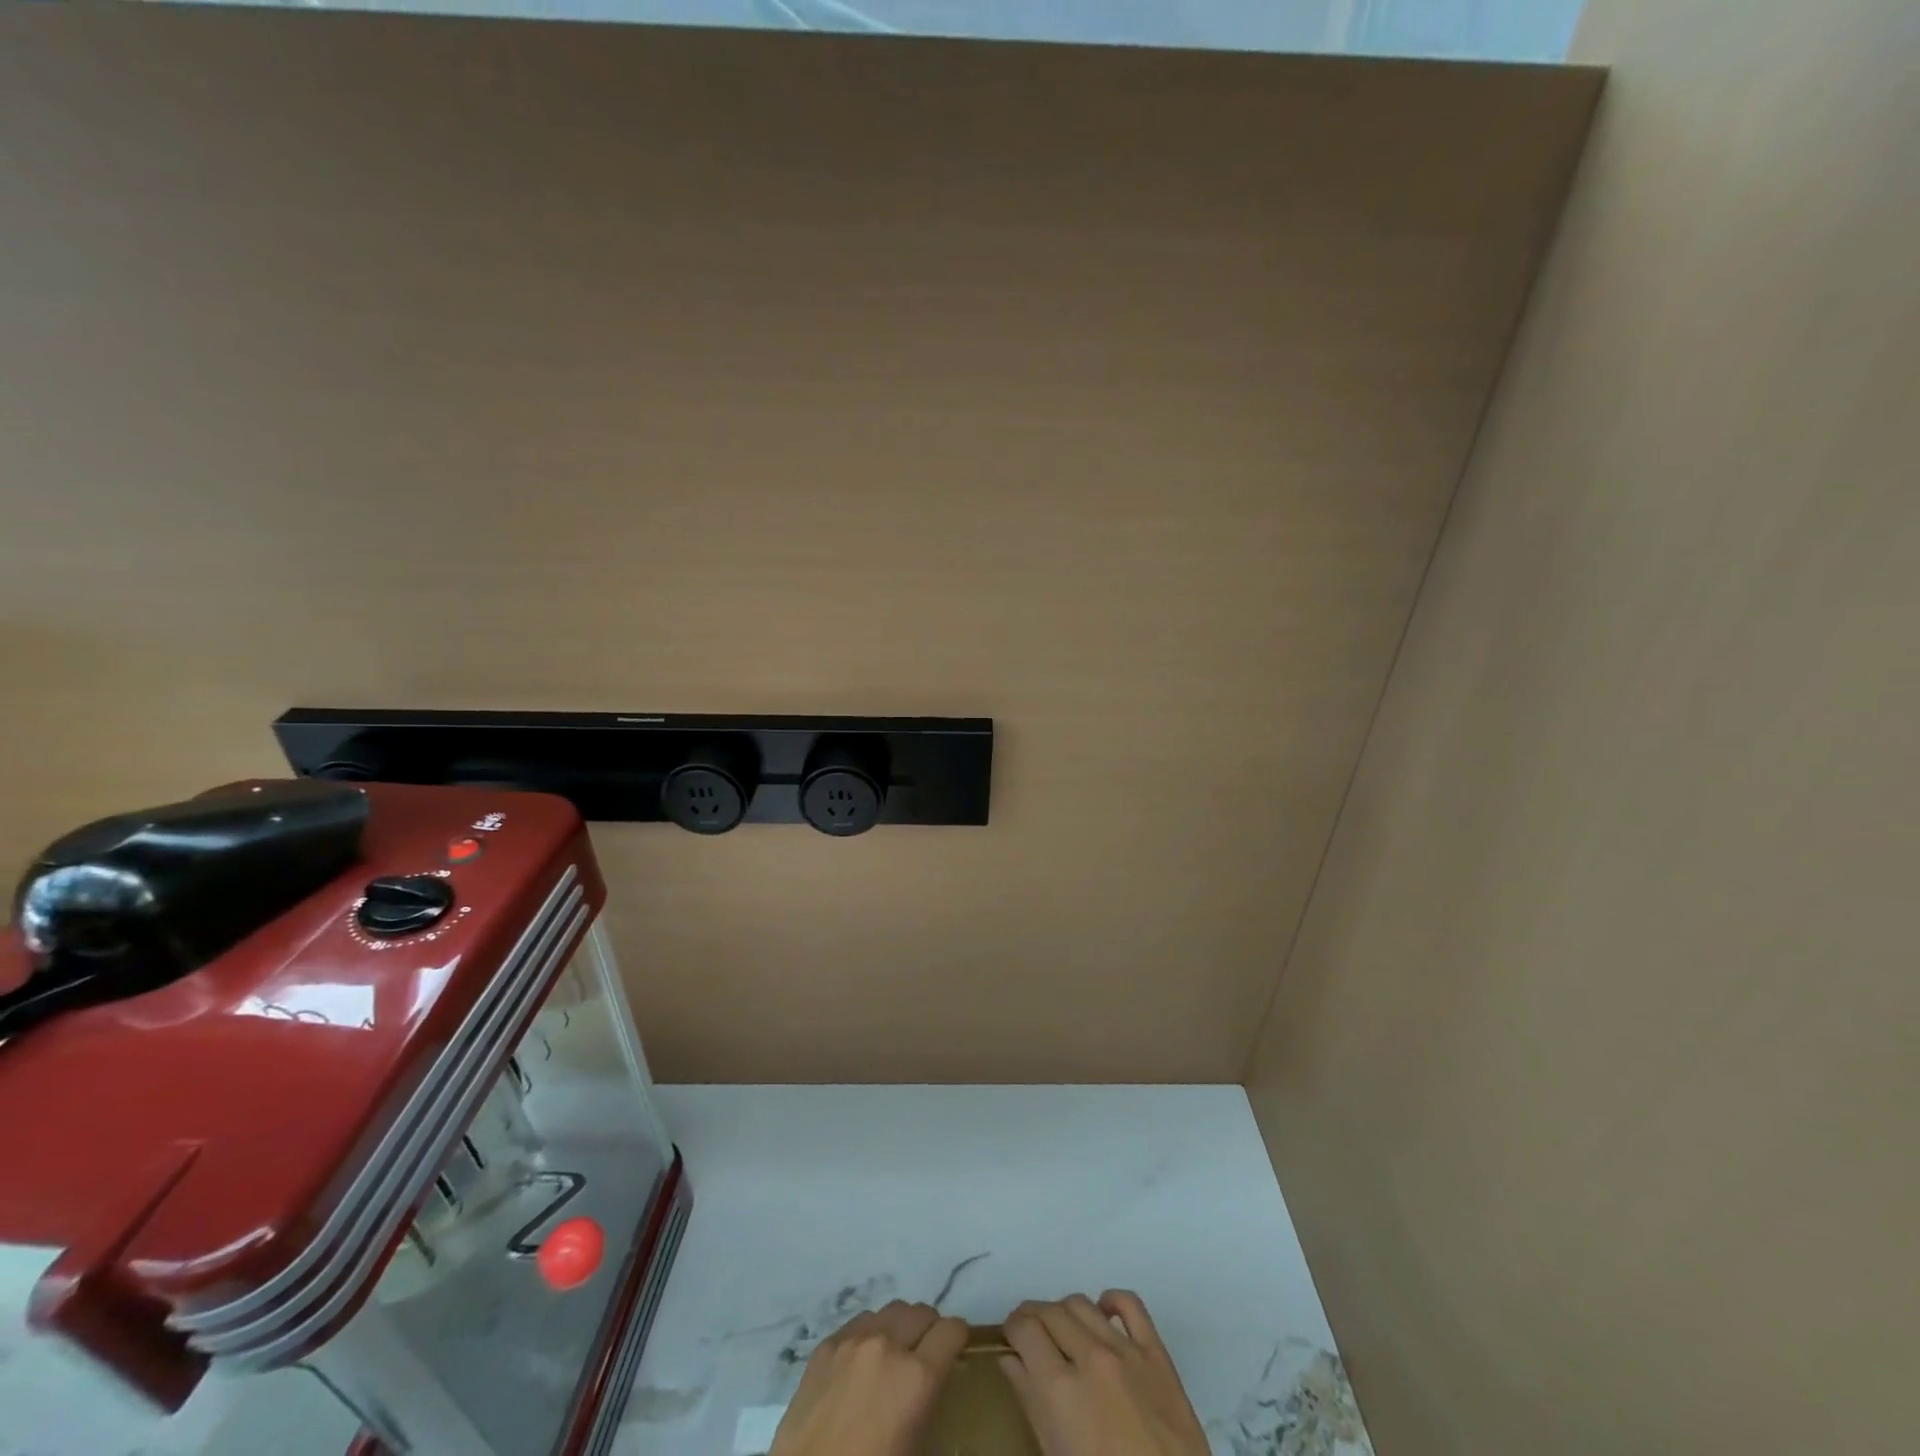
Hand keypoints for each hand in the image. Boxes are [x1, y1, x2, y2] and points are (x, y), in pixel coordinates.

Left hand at [769, 1299, 967, 1455]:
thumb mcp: (915, 1446)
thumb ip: (928, 1400)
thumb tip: (933, 1379)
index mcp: (917, 1377)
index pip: (952, 1330)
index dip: (957, 1339)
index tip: (955, 1351)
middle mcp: (888, 1345)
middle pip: (922, 1311)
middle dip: (929, 1330)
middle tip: (924, 1355)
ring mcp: (854, 1339)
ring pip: (891, 1310)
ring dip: (899, 1327)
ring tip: (892, 1355)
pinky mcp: (827, 1344)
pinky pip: (860, 1321)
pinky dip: (869, 1333)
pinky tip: (861, 1361)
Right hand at [1001, 1291, 1209, 1455]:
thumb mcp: (1056, 1455)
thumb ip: (1031, 1402)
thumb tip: (1011, 1360)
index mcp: (1060, 1390)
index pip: (1024, 1329)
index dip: (1012, 1329)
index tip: (1011, 1338)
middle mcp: (1090, 1358)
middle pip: (1050, 1311)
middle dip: (1033, 1318)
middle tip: (1031, 1335)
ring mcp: (1125, 1351)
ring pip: (1081, 1303)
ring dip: (1065, 1312)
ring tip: (1064, 1332)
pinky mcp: (1156, 1353)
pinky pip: (1130, 1304)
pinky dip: (1111, 1301)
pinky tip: (1103, 1313)